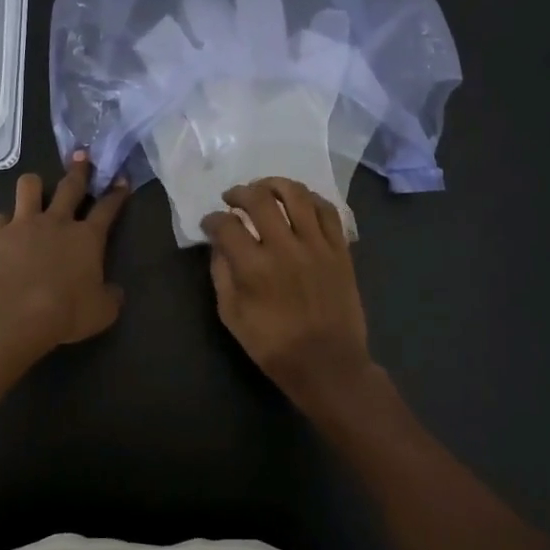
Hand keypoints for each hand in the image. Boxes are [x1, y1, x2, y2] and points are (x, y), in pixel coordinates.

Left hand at [0, 152, 130, 358]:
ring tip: (36, 187)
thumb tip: (114, 291)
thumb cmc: (64, 313)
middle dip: (79, 169)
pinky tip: (6, 228)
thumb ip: (110, 297)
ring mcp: (25, 224)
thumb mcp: (101, 312)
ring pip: (30, 187)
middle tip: (82, 155)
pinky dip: (5, 221)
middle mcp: (58, 222)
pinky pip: (1, 217)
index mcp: (87, 238)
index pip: (107, 208)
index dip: (116, 193)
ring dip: (35, 185)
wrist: (12, 313)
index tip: (121, 180)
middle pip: (70, 186)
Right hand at [201, 178, 381, 415]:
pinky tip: (298, 202)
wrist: (328, 364)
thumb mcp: (232, 316)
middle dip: (239, 193)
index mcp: (254, 267)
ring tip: (264, 189)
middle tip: (232, 198)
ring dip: (274, 185)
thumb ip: (222, 274)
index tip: (209, 223)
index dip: (212, 219)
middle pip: (259, 199)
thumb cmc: (274, 346)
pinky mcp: (340, 250)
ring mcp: (317, 245)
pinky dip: (310, 199)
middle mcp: (285, 247)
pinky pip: (327, 211)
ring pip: (296, 195)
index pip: (226, 224)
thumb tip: (219, 245)